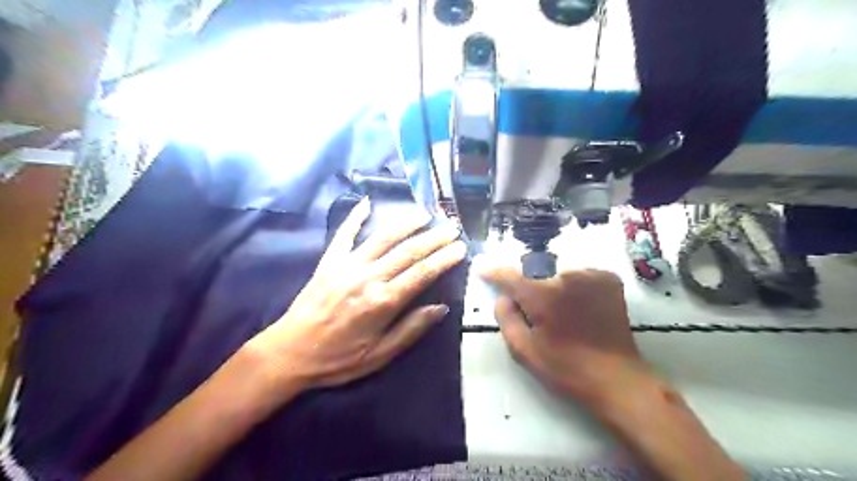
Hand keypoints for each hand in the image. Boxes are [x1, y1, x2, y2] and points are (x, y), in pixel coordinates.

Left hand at [249, 197, 468, 399]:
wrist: (290, 352)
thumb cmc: (338, 359)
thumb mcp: (380, 355)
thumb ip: (411, 329)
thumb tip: (441, 308)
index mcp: (383, 302)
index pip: (422, 274)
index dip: (444, 259)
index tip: (461, 247)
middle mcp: (368, 277)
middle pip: (408, 252)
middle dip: (434, 238)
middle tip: (453, 226)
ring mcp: (347, 265)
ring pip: (383, 238)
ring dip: (406, 223)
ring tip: (425, 213)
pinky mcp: (329, 261)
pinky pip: (344, 234)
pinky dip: (355, 216)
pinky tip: (366, 201)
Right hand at [482, 266, 642, 406]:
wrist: (616, 378)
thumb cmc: (566, 367)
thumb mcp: (524, 350)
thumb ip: (506, 317)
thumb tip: (503, 296)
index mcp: (544, 295)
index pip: (510, 275)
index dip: (493, 272)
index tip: (482, 270)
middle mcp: (568, 276)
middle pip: (535, 273)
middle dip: (528, 287)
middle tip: (534, 310)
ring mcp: (591, 275)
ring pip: (557, 273)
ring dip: (552, 286)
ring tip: (560, 311)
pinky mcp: (608, 279)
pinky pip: (579, 275)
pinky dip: (573, 285)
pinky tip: (578, 305)